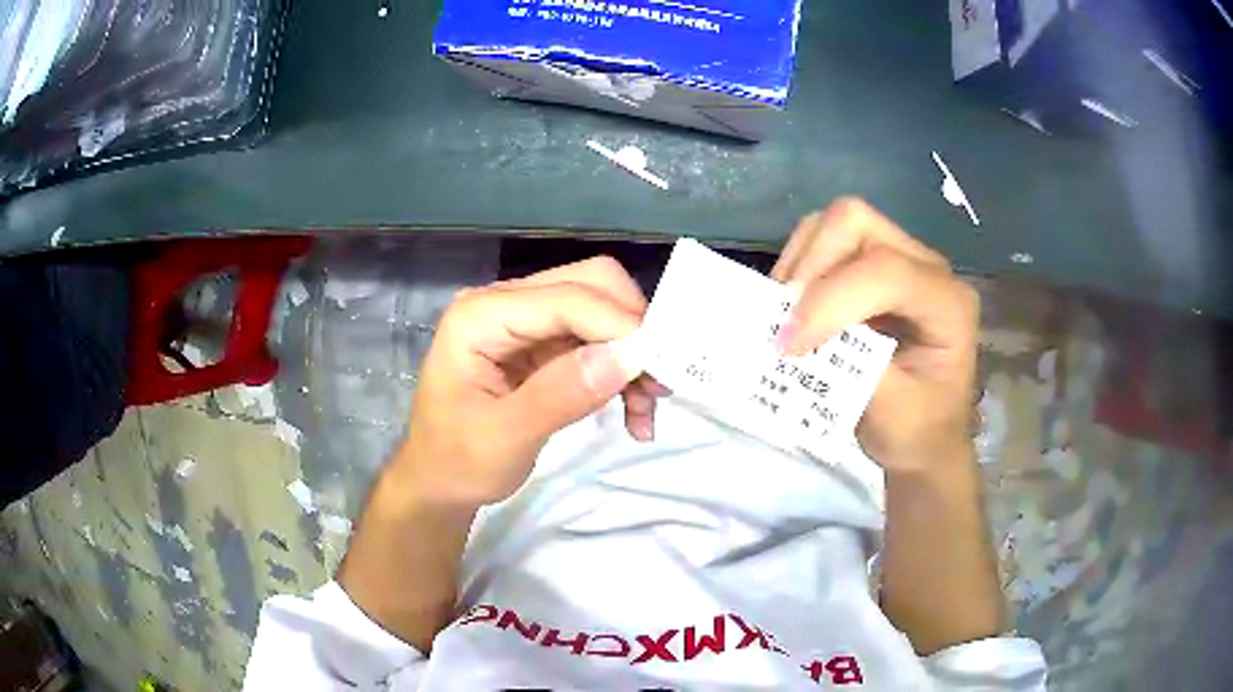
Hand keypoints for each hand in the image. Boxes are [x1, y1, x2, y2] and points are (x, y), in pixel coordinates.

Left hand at [389, 256, 666, 507]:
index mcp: (480, 315)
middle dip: (632, 329)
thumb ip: (561, 395)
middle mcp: (504, 303)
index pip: (565, 298)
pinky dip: (621, 369)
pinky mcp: (541, 343)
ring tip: (647, 409)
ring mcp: (525, 320)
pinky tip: (633, 411)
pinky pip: (596, 339)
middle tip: (658, 383)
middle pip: (590, 285)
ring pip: (601, 310)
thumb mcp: (504, 438)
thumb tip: (627, 356)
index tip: (661, 369)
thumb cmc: (457, 462)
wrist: (439, 480)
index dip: (619, 325)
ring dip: (633, 353)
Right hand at [771, 198, 979, 473]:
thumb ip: (854, 370)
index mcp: (948, 304)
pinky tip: (795, 308)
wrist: (928, 438)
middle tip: (785, 321)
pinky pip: (826, 241)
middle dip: (811, 266)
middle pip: (856, 222)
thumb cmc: (918, 432)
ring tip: (786, 314)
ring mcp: (901, 259)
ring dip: (801, 263)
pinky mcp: (875, 265)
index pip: (886, 272)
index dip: (831, 300)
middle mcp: (927, 267)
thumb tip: (798, 338)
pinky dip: (800, 267)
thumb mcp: (892, 415)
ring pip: (836, 223)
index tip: (789, 347)